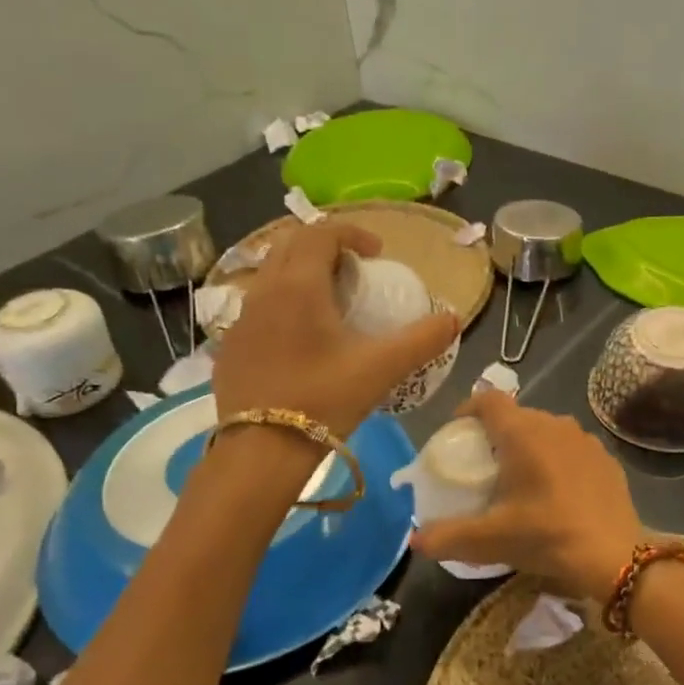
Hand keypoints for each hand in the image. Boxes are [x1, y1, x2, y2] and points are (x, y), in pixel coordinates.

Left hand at [208, 222, 456, 436]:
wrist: (261, 451)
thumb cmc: (324, 400)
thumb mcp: (382, 368)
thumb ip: (423, 339)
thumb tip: (453, 318)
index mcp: (299, 285)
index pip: (321, 233)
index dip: (352, 233)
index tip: (377, 254)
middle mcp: (263, 291)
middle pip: (290, 245)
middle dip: (324, 246)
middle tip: (354, 272)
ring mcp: (241, 319)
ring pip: (270, 274)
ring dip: (301, 273)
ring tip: (329, 303)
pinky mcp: (230, 347)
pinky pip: (257, 307)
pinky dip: (282, 304)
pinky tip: (300, 340)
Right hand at [410, 391, 642, 601]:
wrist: (615, 555)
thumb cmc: (547, 536)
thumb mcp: (490, 540)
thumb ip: (446, 537)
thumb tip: (415, 540)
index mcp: (523, 433)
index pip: (488, 399)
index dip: (468, 409)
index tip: (457, 431)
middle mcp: (554, 424)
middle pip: (516, 415)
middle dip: (496, 433)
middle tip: (483, 464)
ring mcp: (584, 439)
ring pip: (546, 430)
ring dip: (528, 446)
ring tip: (518, 478)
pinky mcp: (606, 458)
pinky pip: (571, 448)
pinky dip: (557, 460)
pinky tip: (556, 491)